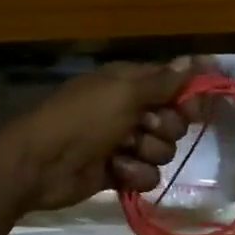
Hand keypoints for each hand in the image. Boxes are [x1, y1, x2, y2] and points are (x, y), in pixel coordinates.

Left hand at [0, 59, 198, 212]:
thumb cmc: (82, 120)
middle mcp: (129, 109)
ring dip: (145, 153)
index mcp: (128, 83)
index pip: (172, 84)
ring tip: (120, 152)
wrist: (41, 165)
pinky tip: (115, 171)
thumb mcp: (123, 93)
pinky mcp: (119, 172)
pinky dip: (134, 174)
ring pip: (163, 151)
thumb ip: (162, 81)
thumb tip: (194, 60)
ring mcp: (124, 143)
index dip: (186, 97)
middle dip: (163, 128)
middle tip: (143, 127)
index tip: (192, 109)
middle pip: (173, 121)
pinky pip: (148, 175)